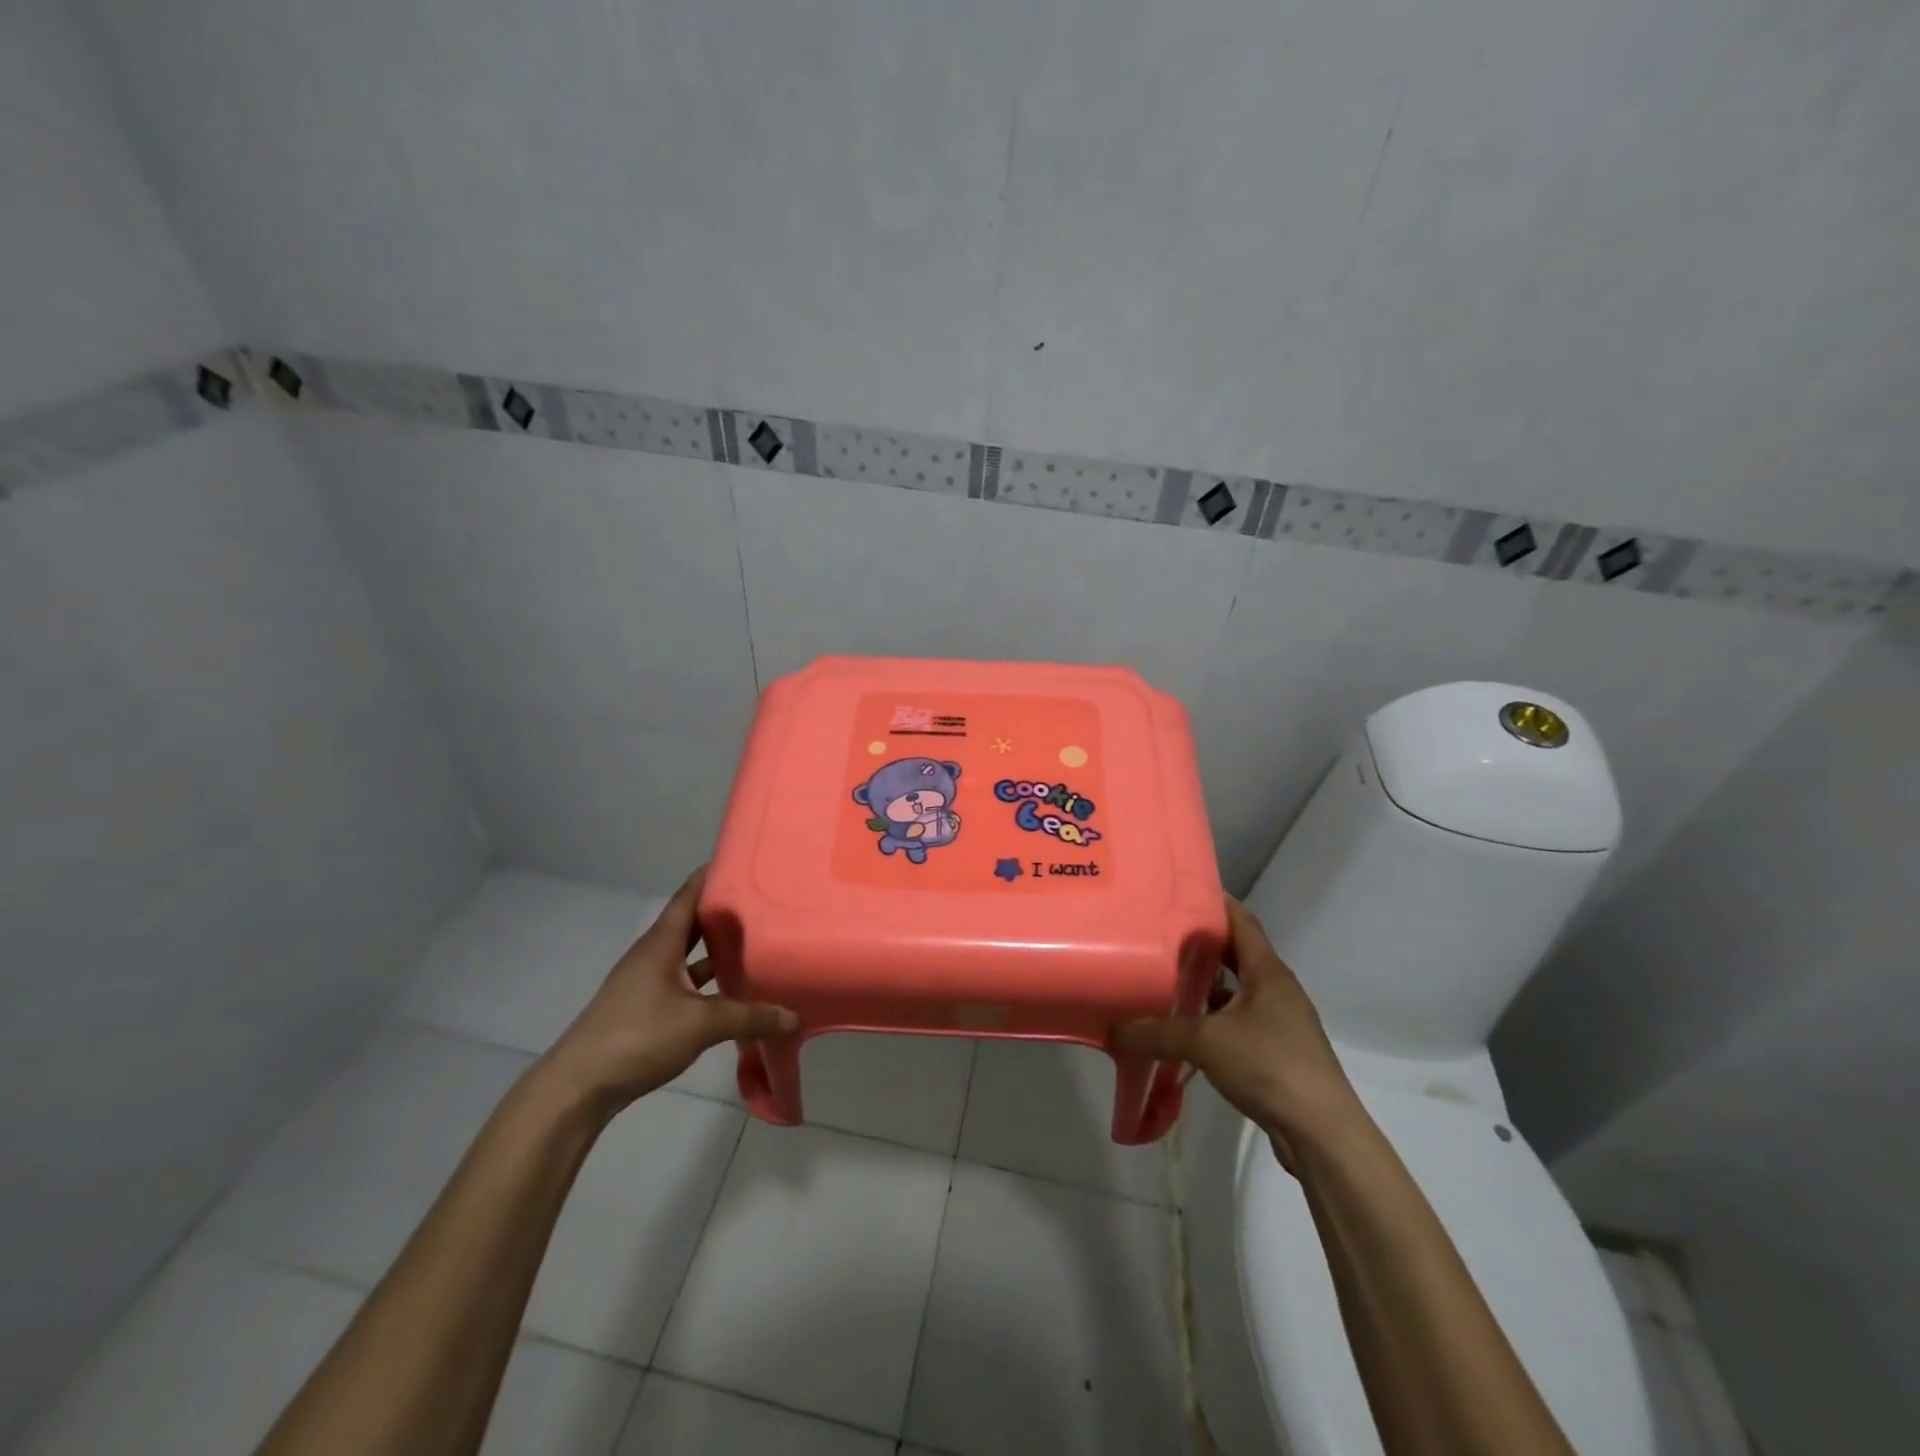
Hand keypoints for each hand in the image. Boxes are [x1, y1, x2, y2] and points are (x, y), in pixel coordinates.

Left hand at [541, 867, 796, 1115]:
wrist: (579, 1087)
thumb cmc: (638, 1036)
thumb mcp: (701, 1024)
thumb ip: (749, 1017)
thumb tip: (793, 1016)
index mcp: (661, 943)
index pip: (689, 895)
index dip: (713, 876)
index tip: (744, 860)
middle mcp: (654, 955)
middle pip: (692, 923)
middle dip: (724, 912)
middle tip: (763, 901)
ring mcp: (648, 982)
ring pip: (690, 955)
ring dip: (717, 949)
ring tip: (757, 941)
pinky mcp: (647, 1008)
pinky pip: (686, 982)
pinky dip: (708, 981)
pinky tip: (733, 989)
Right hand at [1116, 896, 1358, 1146]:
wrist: (1322, 1134)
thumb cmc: (1270, 1066)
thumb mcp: (1206, 1042)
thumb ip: (1157, 1032)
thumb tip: (1113, 1028)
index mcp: (1268, 972)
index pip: (1242, 920)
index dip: (1214, 901)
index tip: (1179, 890)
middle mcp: (1276, 990)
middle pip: (1236, 954)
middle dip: (1201, 944)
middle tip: (1159, 934)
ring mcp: (1278, 1022)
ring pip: (1235, 991)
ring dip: (1204, 985)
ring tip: (1163, 978)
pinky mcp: (1275, 1052)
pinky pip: (1236, 1022)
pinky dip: (1211, 1019)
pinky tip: (1183, 1029)